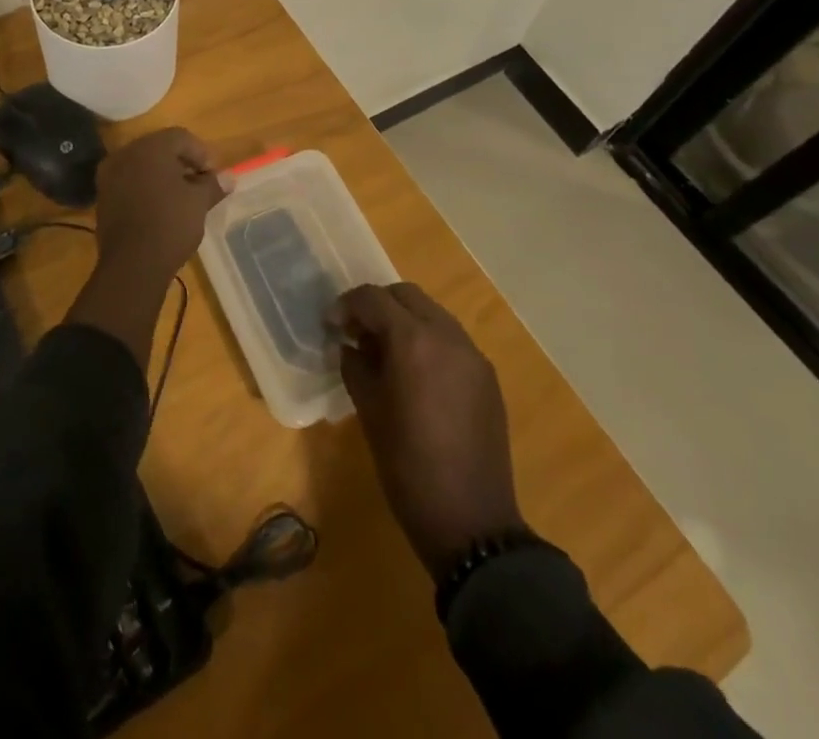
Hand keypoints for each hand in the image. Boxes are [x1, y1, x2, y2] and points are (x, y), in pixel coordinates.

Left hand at [93, 128, 228, 287]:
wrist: (132, 264)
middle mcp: (126, 154)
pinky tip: (160, 208)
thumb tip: (229, 178)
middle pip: (159, 148)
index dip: (201, 153)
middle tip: (199, 183)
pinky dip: (146, 188)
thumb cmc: (170, 224)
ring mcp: (110, 175)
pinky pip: (129, 182)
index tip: (212, 175)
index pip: (180, 137)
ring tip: (182, 198)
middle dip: (181, 163)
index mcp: (150, 147)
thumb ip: (213, 185)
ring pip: (143, 166)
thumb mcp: (198, 203)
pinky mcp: (103, 197)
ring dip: (163, 176)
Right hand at [332, 283, 522, 576]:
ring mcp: (472, 354)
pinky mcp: (487, 376)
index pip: (373, 298)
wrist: (472, 523)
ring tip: (384, 352)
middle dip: (378, 305)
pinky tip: (415, 373)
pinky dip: (427, 340)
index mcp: (413, 341)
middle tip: (357, 332)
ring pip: (432, 313)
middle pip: (406, 295)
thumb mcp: (369, 412)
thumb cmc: (408, 467)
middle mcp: (447, 336)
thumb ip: (355, 366)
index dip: (346, 305)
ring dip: (404, 320)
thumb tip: (349, 345)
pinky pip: (451, 339)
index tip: (331, 326)